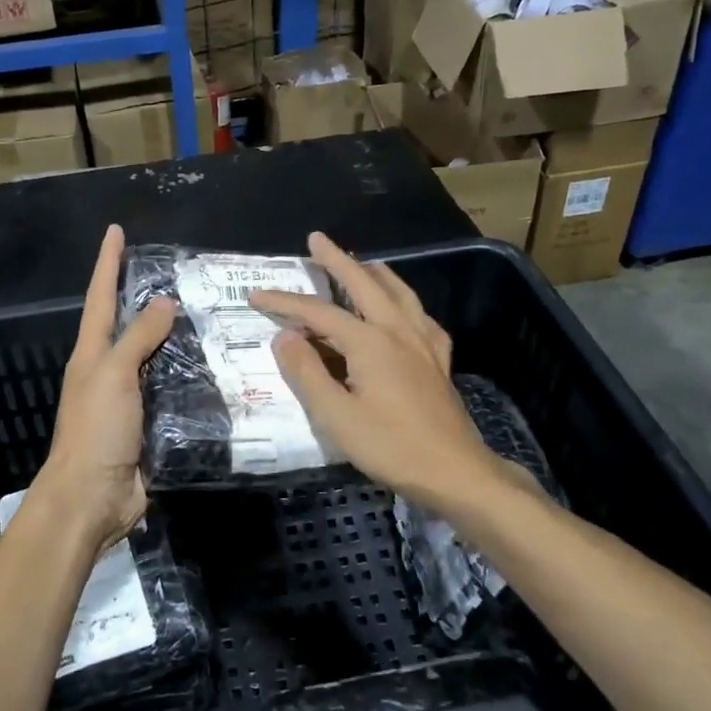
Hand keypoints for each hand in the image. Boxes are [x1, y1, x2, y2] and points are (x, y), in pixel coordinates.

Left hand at [31, 224, 176, 553]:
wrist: (92, 498)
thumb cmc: (96, 430)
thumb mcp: (113, 375)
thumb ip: (138, 337)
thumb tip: (163, 302)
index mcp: (91, 354)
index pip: (100, 297)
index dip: (107, 263)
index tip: (116, 231)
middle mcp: (107, 371)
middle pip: (127, 325)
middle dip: (145, 297)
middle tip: (179, 273)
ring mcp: (128, 399)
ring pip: (153, 358)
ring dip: (174, 338)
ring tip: (207, 315)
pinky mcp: (149, 425)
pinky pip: (170, 391)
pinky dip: (188, 377)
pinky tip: (213, 369)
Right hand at [253, 232, 520, 516]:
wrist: (455, 471)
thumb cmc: (391, 446)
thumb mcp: (336, 416)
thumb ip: (307, 373)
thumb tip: (284, 336)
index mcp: (370, 342)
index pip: (318, 312)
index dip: (284, 302)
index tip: (255, 295)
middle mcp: (398, 330)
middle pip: (364, 284)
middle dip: (337, 260)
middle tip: (317, 239)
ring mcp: (424, 342)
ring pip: (398, 292)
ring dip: (375, 273)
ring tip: (362, 262)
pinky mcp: (439, 359)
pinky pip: (421, 316)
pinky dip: (406, 301)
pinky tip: (404, 309)